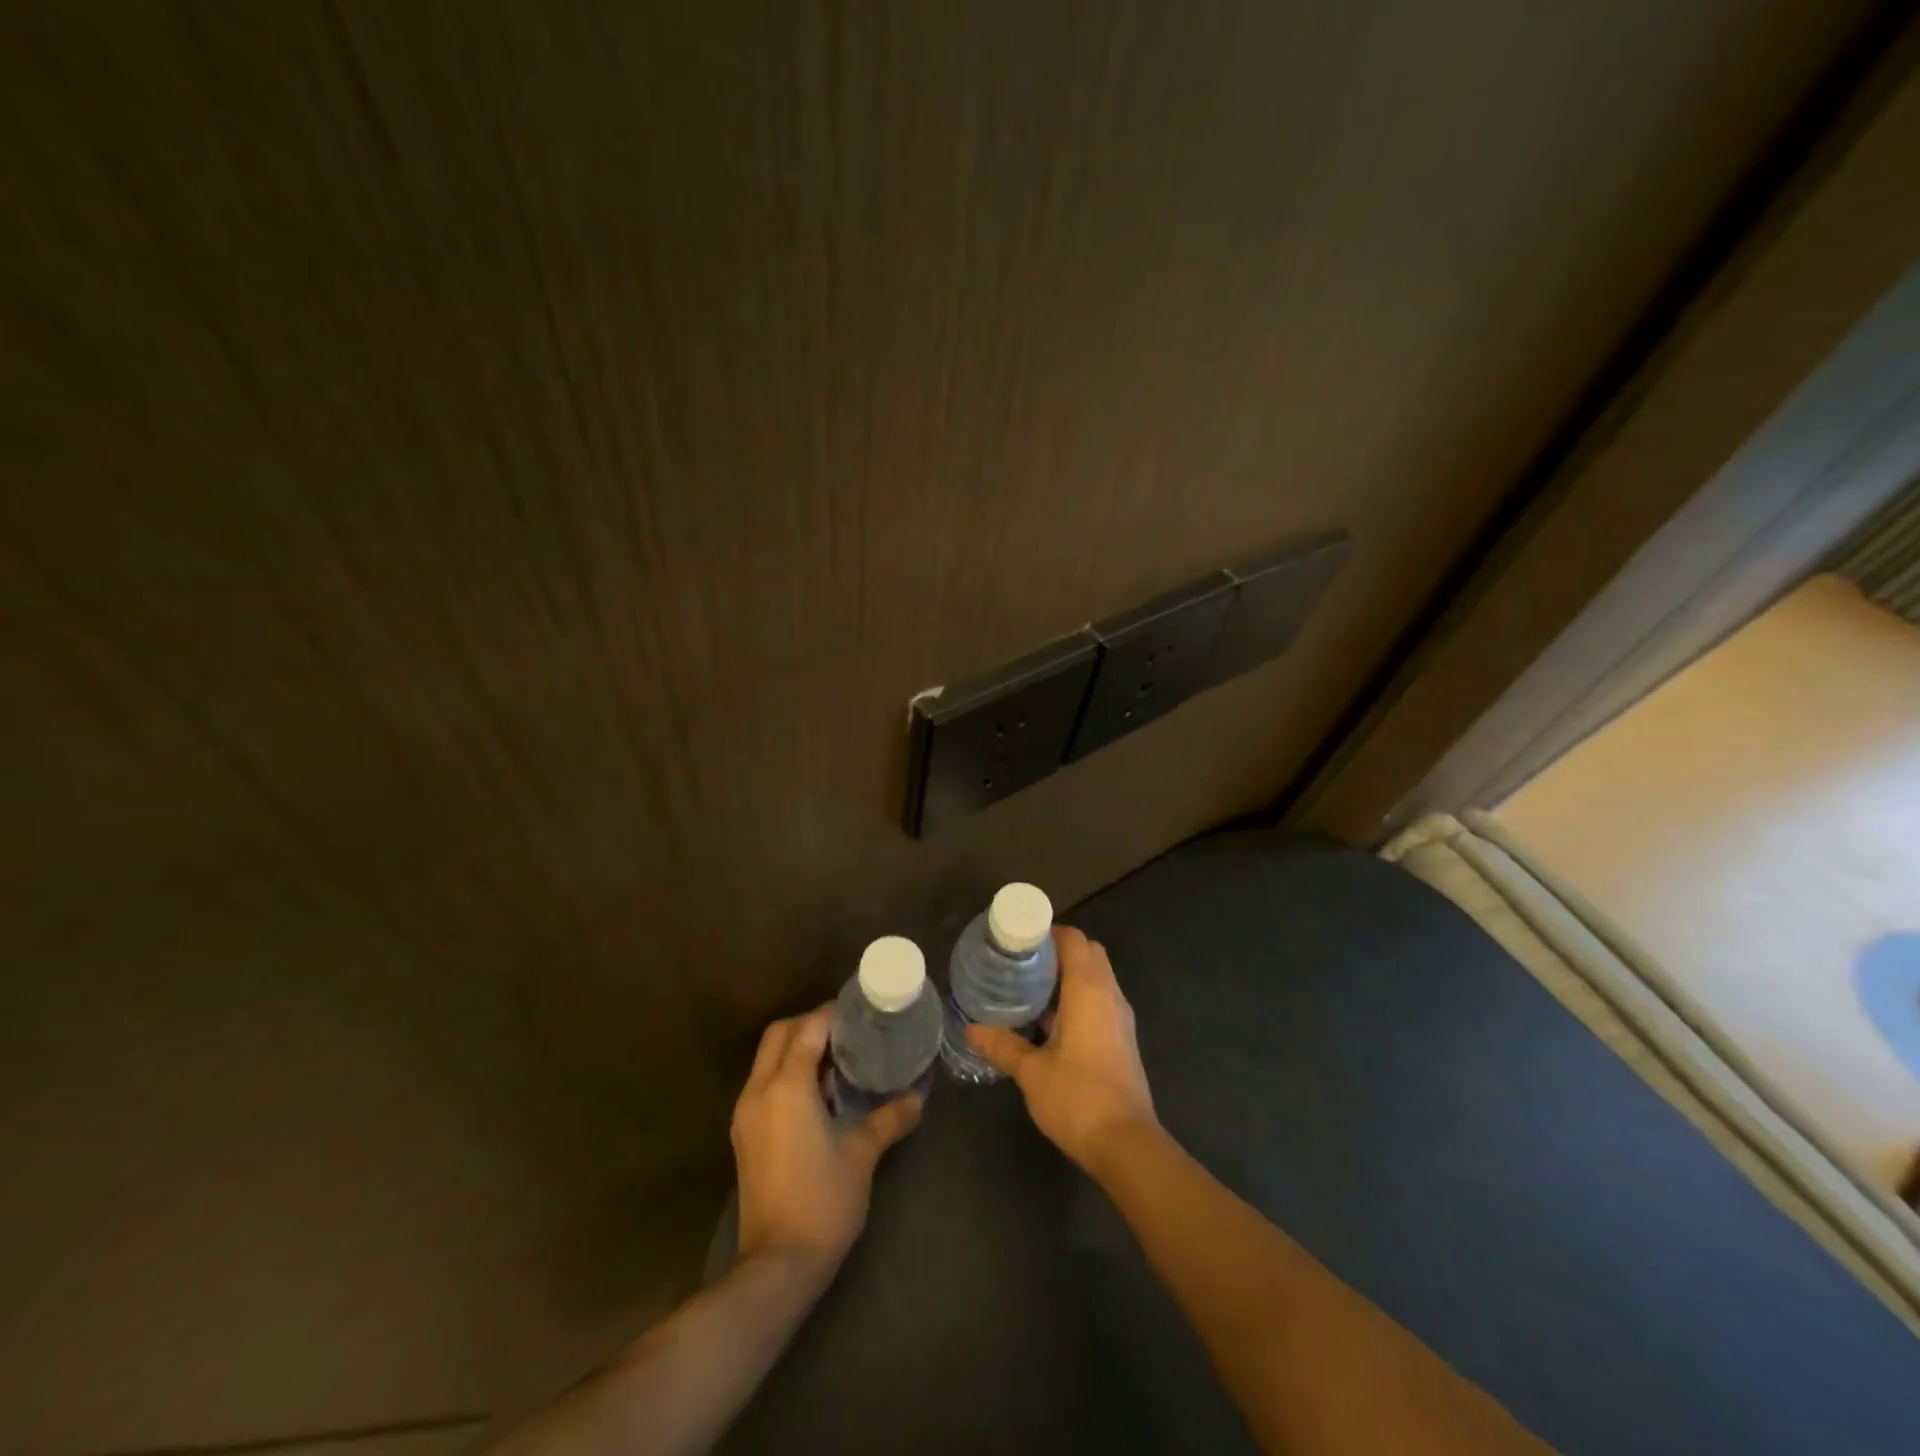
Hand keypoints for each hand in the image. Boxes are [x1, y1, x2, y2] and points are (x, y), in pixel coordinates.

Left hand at [730, 1006, 922, 1277]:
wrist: (777, 1265)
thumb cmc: (823, 1201)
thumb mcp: (862, 1154)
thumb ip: (889, 1117)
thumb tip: (919, 1096)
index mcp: (787, 1087)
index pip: (808, 1028)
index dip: (833, 1014)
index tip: (861, 1011)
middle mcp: (759, 1091)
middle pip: (779, 1034)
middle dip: (809, 1023)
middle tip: (847, 1030)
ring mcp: (746, 1114)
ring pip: (767, 1058)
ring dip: (796, 1047)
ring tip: (836, 1055)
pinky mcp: (744, 1134)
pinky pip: (763, 1082)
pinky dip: (786, 1071)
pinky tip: (817, 1090)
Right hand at [966, 926, 1156, 1174]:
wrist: (1126, 1145)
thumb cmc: (1078, 1097)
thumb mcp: (1032, 1071)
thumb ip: (1003, 1045)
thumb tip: (971, 1028)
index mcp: (1089, 989)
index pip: (1074, 939)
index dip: (1047, 932)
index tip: (1018, 939)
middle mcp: (1110, 995)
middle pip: (1088, 953)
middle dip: (1057, 951)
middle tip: (1021, 962)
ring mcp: (1120, 1018)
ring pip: (1096, 978)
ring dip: (1068, 976)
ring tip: (1029, 987)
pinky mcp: (1122, 1040)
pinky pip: (1099, 1001)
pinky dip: (1077, 998)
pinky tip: (1048, 1021)